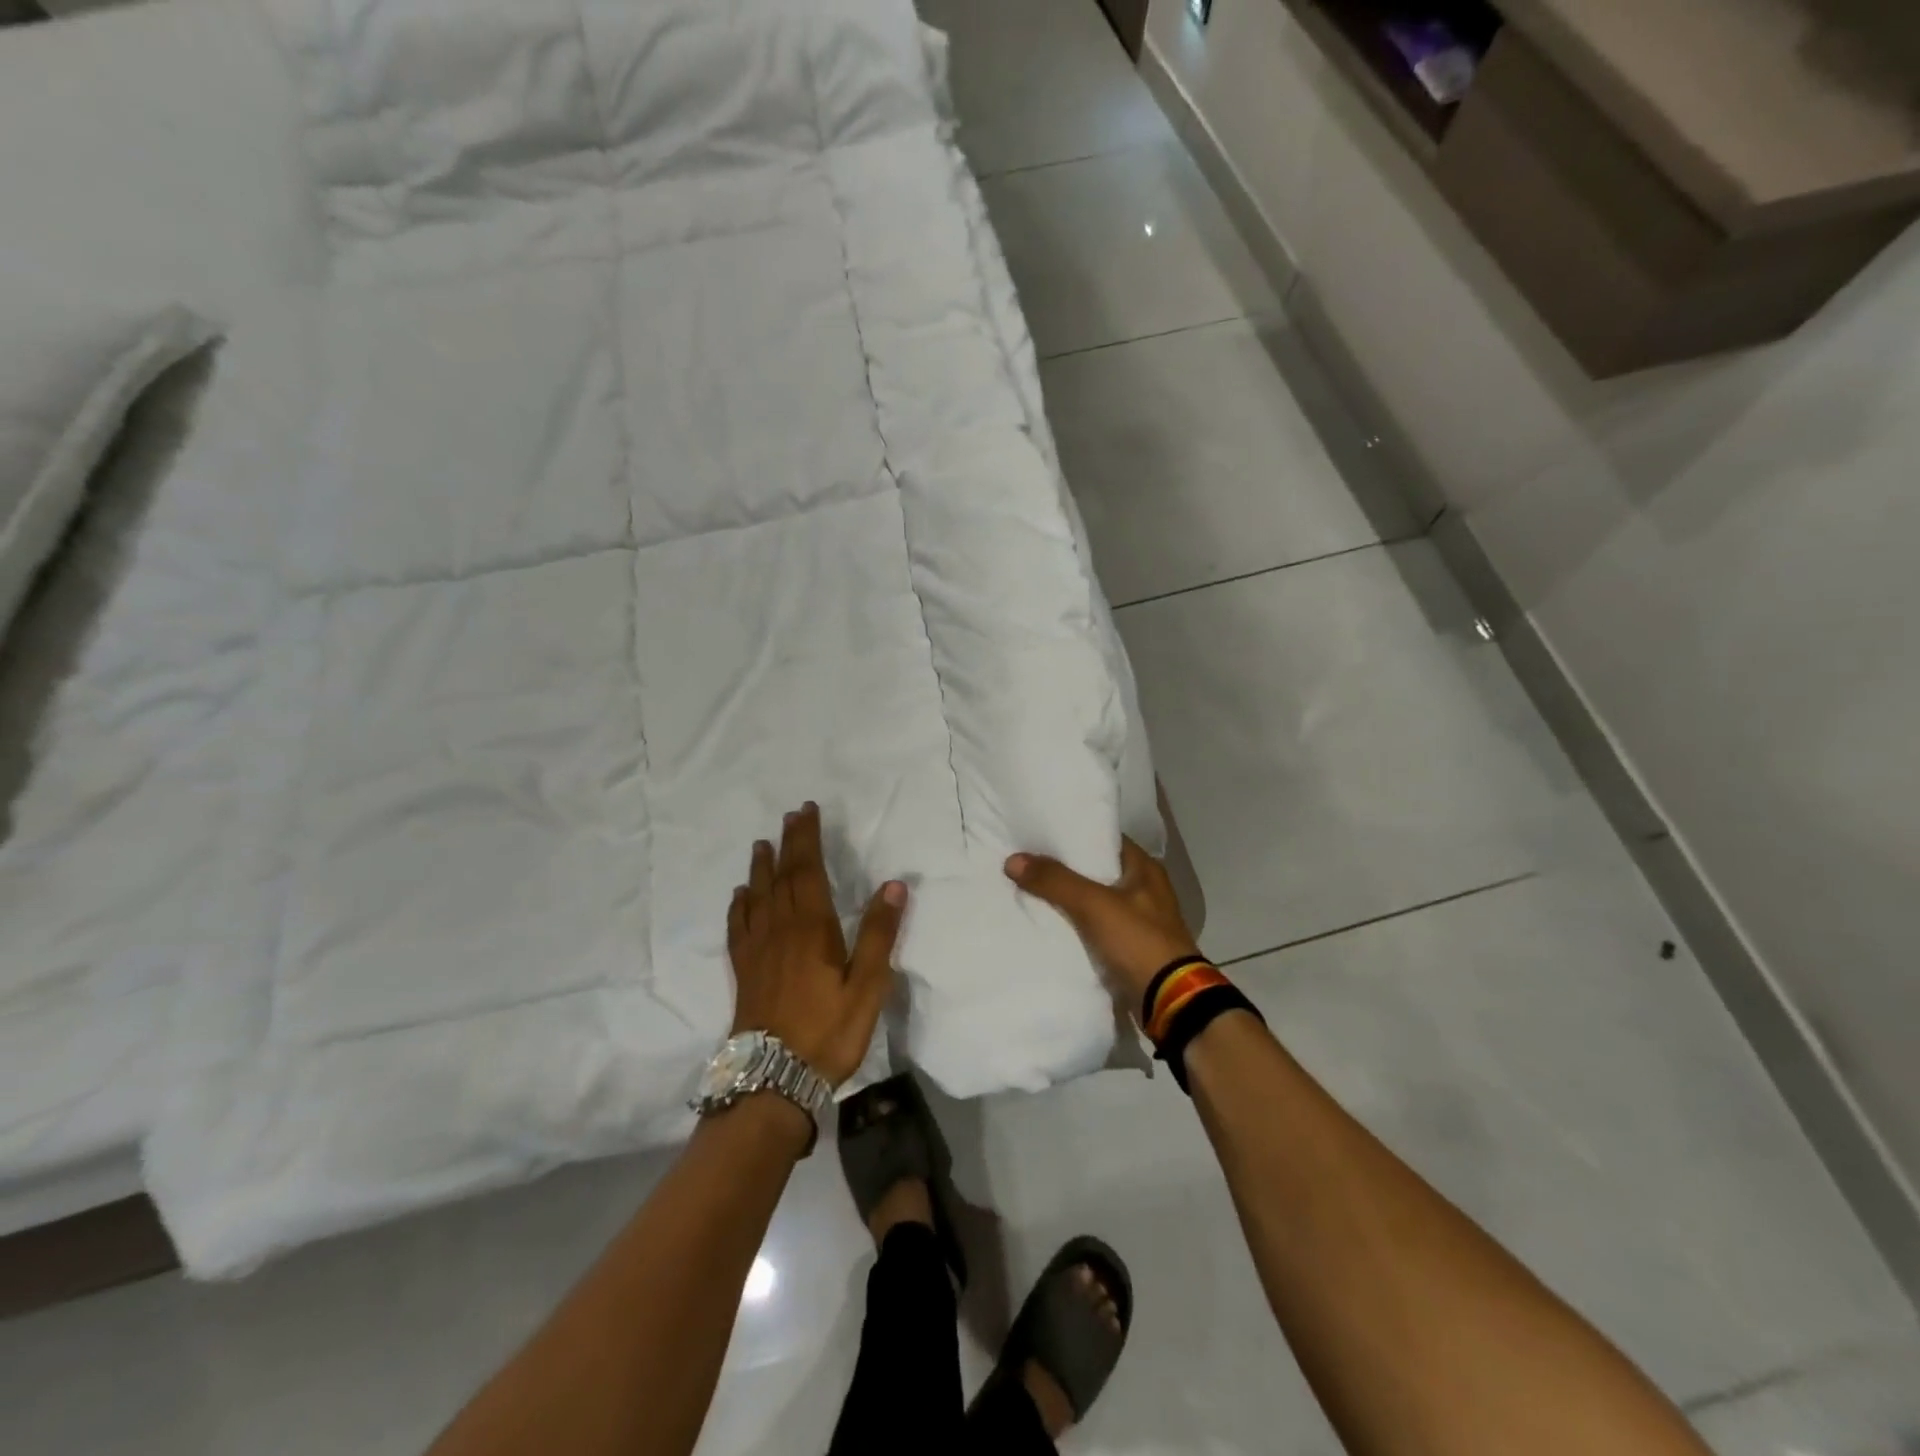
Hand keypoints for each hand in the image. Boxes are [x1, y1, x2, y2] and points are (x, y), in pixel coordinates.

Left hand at [728, 802, 905, 1085]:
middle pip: (781, 877)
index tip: (807, 811)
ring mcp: (757, 950)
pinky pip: (738, 927)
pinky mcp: (744, 971)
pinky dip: (740, 905)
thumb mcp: (868, 986)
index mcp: (812, 928)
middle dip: (787, 844)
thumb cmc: (829, 1031)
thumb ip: (879, 934)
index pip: (808, 871)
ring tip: (761, 845)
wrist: (773, 1080)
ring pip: (758, 897)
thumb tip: (894, 885)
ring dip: (761, 868)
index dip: (807, 839)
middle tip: (789, 817)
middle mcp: (780, 930)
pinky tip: (740, 897)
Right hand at [1005, 837, 1200, 1012]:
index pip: (1104, 839)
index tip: (1040, 834)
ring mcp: (1138, 920)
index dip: (1074, 835)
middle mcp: (1144, 889)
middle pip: (1096, 870)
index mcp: (1145, 869)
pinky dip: (1074, 925)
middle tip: (1027, 860)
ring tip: (1029, 888)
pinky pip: (1095, 928)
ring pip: (1094, 900)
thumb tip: (1012, 860)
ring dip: (1068, 898)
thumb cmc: (1138, 941)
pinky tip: (1047, 922)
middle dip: (1064, 868)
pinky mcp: (1130, 947)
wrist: (1169, 1002)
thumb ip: (1054, 881)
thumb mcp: (1094, 905)